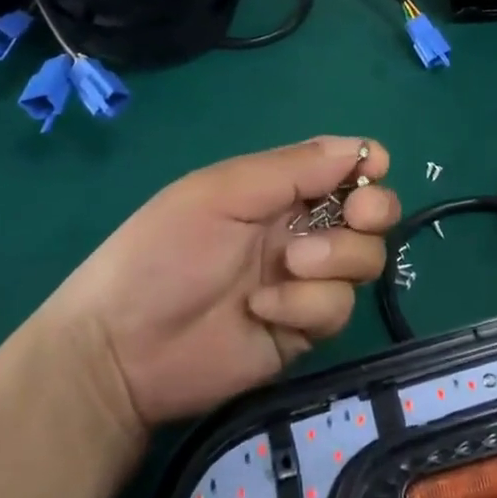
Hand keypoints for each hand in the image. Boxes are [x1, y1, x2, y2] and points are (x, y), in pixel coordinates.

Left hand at [50, 137, 398, 434]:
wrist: (123, 348)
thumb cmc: (165, 251)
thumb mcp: (223, 193)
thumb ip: (293, 169)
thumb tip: (361, 149)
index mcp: (279, 190)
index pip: (342, 168)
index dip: (365, 165)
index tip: (371, 168)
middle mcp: (301, 230)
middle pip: (371, 214)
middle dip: (374, 210)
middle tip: (357, 215)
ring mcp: (306, 281)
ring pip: (365, 260)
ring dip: (334, 259)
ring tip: (287, 266)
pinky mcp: (305, 328)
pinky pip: (338, 308)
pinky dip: (306, 306)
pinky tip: (262, 309)